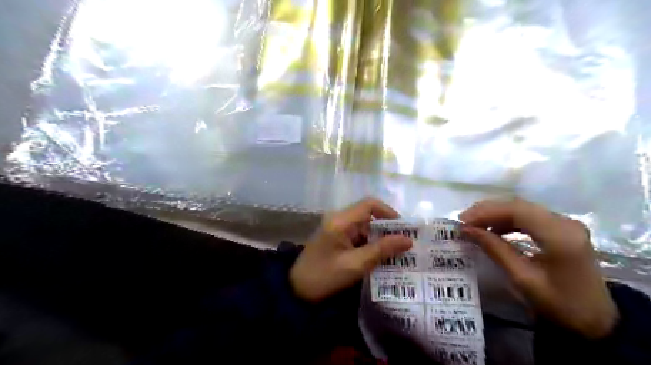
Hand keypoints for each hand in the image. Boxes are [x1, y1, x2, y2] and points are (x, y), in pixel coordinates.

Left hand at [290, 198, 410, 302]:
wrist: (296, 291)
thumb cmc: (324, 277)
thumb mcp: (355, 265)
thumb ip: (381, 250)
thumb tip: (408, 240)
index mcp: (341, 220)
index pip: (370, 204)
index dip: (389, 213)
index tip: (404, 229)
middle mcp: (339, 219)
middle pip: (369, 215)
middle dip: (388, 229)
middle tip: (405, 245)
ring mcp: (337, 229)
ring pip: (365, 227)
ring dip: (380, 239)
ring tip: (398, 254)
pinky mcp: (337, 239)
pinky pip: (359, 237)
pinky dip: (371, 245)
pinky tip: (381, 259)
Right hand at [460, 199, 616, 338]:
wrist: (596, 319)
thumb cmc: (559, 304)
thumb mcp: (522, 279)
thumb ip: (495, 249)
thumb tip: (466, 230)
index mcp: (560, 236)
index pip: (516, 211)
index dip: (486, 212)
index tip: (462, 222)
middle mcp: (564, 222)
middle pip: (518, 205)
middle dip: (487, 210)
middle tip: (464, 221)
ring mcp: (564, 223)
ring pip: (521, 208)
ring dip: (495, 214)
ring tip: (474, 225)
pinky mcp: (561, 228)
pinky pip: (527, 215)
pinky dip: (506, 219)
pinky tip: (494, 229)